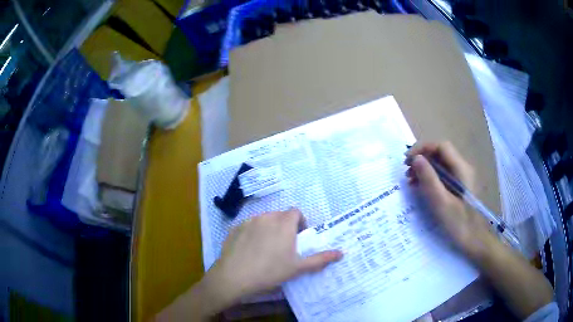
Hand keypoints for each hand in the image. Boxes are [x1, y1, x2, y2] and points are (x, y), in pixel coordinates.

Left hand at [158, 209, 341, 320]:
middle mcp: (266, 216)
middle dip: (285, 227)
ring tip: (266, 249)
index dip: (300, 223)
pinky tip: (250, 251)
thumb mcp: (298, 267)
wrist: (234, 276)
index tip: (298, 238)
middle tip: (284, 247)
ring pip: (263, 220)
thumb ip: (320, 259)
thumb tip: (341, 253)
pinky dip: (252, 233)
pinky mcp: (234, 228)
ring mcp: (248, 221)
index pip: (295, 212)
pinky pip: (248, 226)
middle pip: (279, 216)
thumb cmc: (270, 271)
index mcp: (283, 223)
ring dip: (268, 229)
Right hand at [405, 141, 494, 257]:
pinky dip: (431, 178)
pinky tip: (422, 188)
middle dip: (422, 158)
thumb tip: (416, 158)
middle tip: (407, 172)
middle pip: (441, 153)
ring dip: (425, 168)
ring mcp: (462, 178)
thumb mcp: (442, 203)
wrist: (476, 241)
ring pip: (441, 164)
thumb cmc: (460, 223)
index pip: (441, 146)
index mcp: (461, 169)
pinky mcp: (460, 187)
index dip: (422, 148)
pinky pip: (444, 175)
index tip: (407, 161)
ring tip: (411, 180)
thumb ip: (429, 179)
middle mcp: (463, 168)